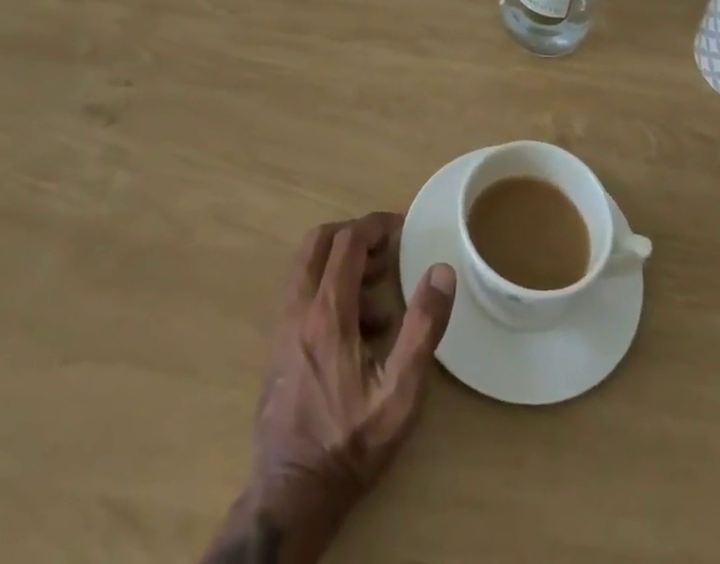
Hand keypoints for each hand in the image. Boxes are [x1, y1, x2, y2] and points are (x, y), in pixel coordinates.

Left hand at [230, 213, 456, 562]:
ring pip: (306, 266)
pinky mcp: (278, 346)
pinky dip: (329, 286)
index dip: (375, 225)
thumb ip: (423, 328)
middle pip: (318, 242)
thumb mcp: (400, 392)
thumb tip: (441, 271)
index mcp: (327, 312)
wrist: (291, 494)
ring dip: (341, 260)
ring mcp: (283, 327)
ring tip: (379, 286)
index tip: (402, 227)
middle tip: (386, 247)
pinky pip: (302, 293)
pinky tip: (360, 327)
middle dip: (353, 234)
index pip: (347, 241)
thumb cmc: (350, 443)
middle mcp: (298, 308)